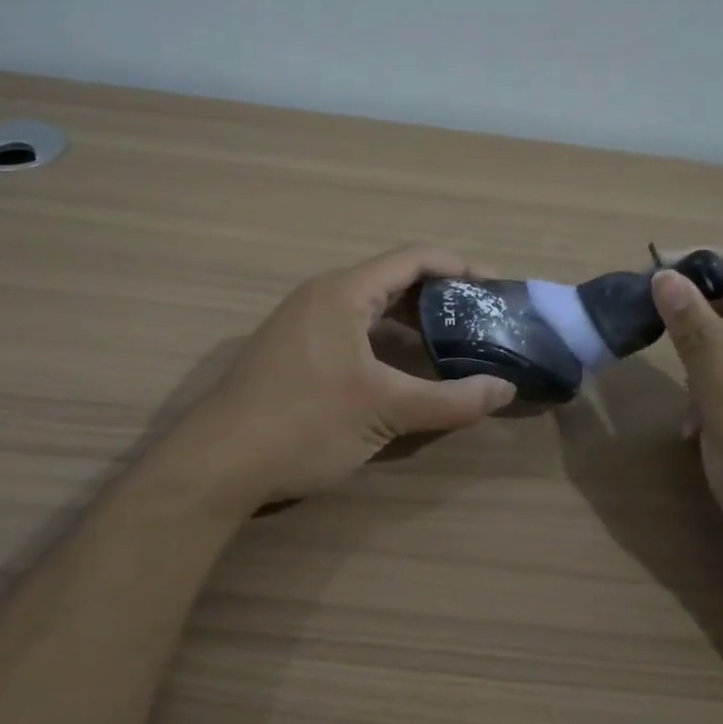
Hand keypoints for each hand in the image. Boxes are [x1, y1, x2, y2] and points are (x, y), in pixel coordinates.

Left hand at [176, 245, 515, 507]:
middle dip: (440, 298)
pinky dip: (384, 342)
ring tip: (451, 347)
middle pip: (392, 280)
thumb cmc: (304, 424)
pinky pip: (349, 331)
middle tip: (480, 323)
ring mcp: (300, 325)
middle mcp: (320, 297)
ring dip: (411, 323)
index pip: (413, 259)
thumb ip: (451, 400)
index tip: (496, 291)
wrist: (217, 465)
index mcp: (343, 292)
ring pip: (369, 309)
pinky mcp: (291, 353)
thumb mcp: (385, 411)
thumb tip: (505, 390)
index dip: (460, 268)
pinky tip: (401, 373)